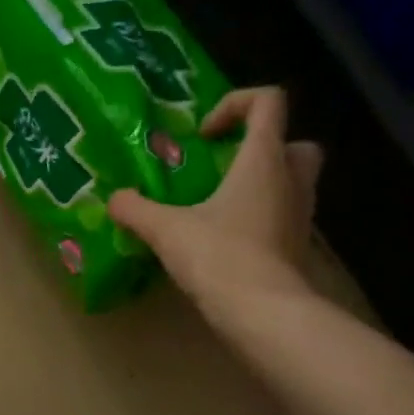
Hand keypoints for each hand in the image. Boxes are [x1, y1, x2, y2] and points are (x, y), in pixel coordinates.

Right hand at [108, 86, 323, 326]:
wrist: (262, 312)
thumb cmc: (219, 255)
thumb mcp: (166, 229)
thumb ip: (136, 209)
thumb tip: (114, 199)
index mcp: (263, 159)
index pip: (268, 102)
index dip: (236, 105)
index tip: (204, 136)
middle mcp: (290, 179)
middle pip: (293, 142)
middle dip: (262, 148)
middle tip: (224, 168)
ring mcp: (300, 215)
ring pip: (291, 182)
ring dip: (262, 184)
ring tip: (219, 206)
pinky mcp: (296, 247)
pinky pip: (282, 217)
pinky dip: (260, 219)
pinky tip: (226, 239)